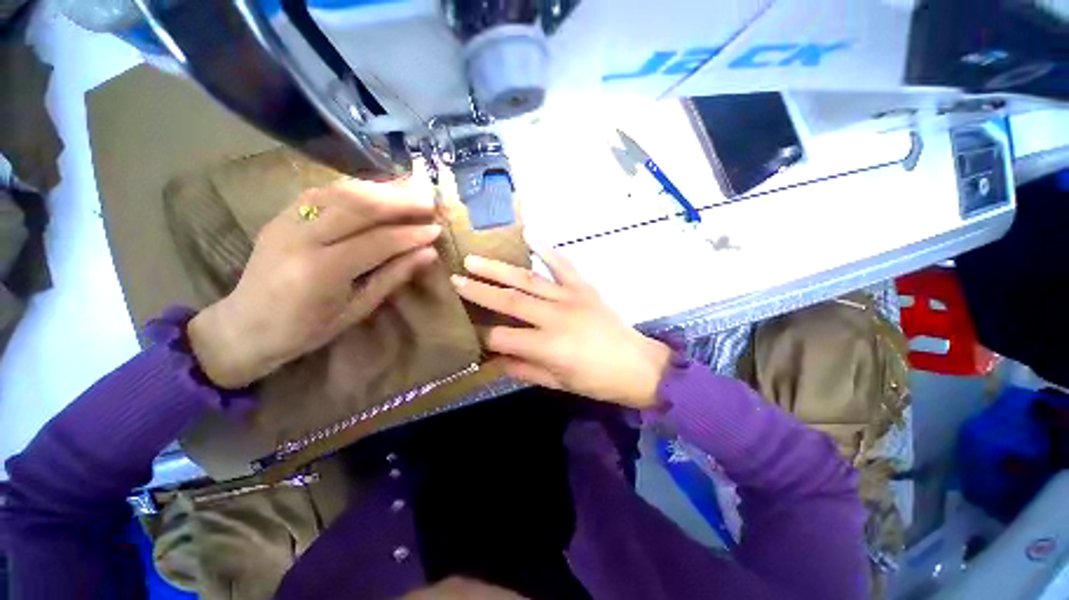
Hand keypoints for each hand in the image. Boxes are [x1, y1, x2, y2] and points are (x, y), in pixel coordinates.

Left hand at [187, 179, 441, 388]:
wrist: (245, 326)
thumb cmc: (306, 329)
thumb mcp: (357, 309)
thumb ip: (393, 276)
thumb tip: (428, 254)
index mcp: (321, 271)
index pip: (377, 241)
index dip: (411, 234)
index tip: (437, 229)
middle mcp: (300, 238)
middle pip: (358, 206)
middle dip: (399, 201)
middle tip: (428, 201)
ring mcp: (286, 221)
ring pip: (340, 192)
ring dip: (379, 190)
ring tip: (408, 192)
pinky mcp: (280, 214)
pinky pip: (322, 193)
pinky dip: (354, 189)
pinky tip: (374, 192)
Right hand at [451, 247, 670, 408]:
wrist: (637, 365)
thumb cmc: (596, 381)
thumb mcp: (556, 383)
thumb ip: (522, 369)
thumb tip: (493, 357)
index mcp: (547, 346)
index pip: (502, 337)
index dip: (482, 335)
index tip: (467, 328)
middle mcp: (555, 317)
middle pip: (509, 300)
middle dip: (478, 290)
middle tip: (454, 278)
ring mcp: (570, 297)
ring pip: (528, 279)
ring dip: (500, 268)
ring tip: (475, 258)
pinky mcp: (584, 288)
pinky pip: (563, 265)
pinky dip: (547, 250)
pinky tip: (530, 235)